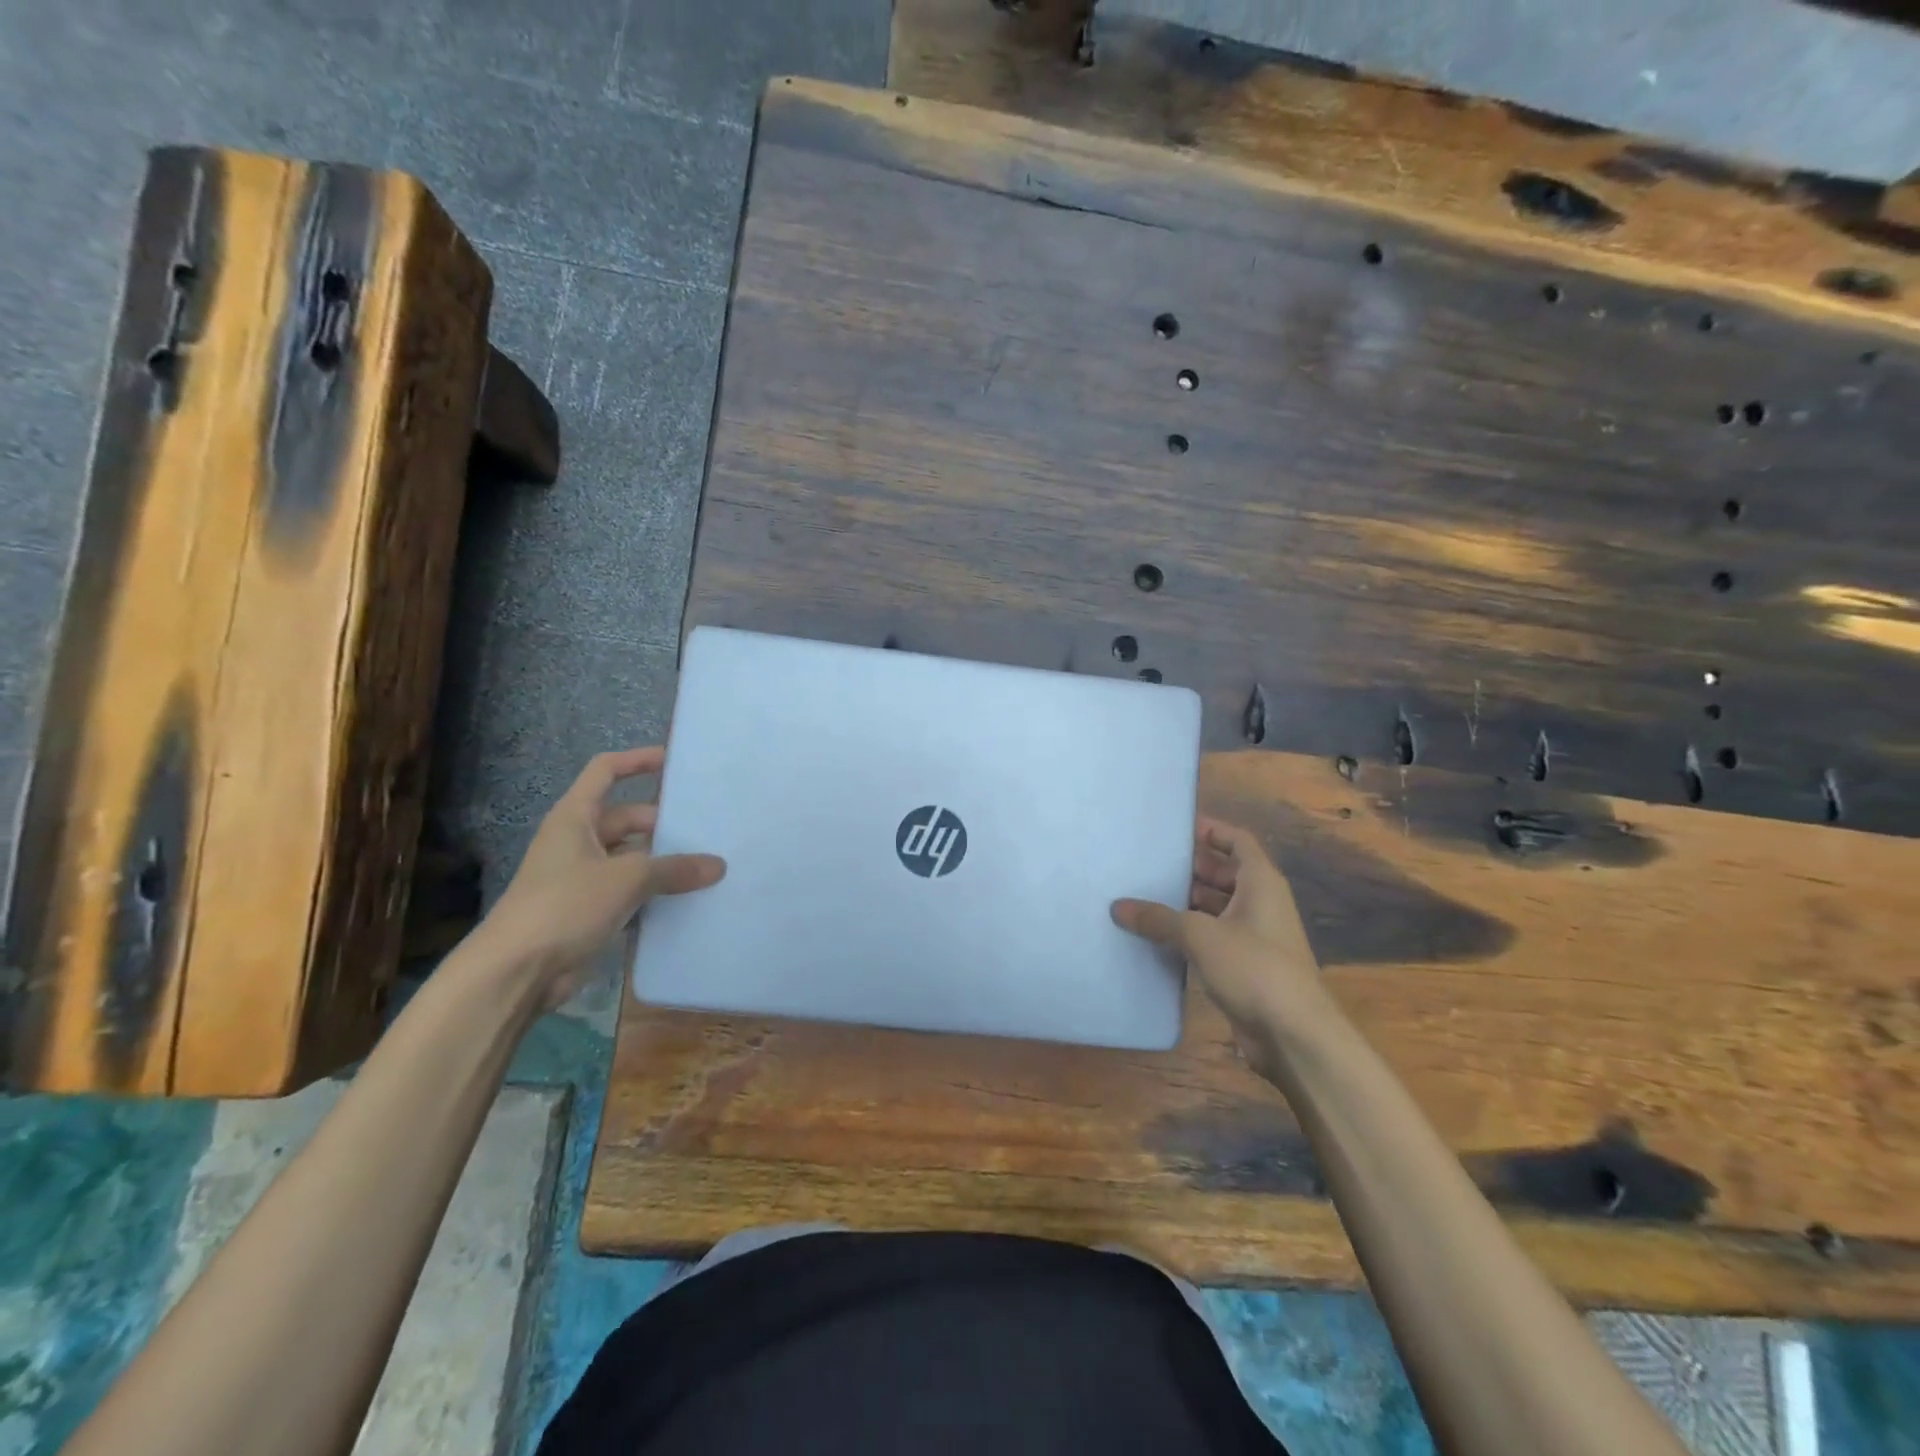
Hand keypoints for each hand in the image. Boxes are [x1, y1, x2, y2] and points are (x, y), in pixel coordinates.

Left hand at [477, 747, 725, 1009]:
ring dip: (663, 862)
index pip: (606, 771)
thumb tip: (718, 865)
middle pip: (628, 818)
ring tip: (708, 863)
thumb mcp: (627, 879)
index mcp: (575, 818)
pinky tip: (688, 899)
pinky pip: (630, 891)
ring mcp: (582, 877)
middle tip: (708, 828)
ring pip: (632, 858)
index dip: (638, 760)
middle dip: (665, 823)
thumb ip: (675, 868)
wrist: (516, 972)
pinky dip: (654, 893)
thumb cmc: (565, 906)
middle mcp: (578, 841)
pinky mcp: (589, 910)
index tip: (675, 762)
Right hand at [1112, 818, 1329, 1074]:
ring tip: (1142, 896)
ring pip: (1215, 907)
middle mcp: (1260, 903)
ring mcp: (1254, 936)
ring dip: (1185, 903)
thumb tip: (1118, 907)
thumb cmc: (1254, 968)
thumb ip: (1158, 918)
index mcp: (1260, 883)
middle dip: (1188, 868)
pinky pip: (1212, 937)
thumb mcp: (1200, 936)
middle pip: (1223, 873)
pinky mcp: (1245, 966)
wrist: (1294, 1035)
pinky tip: (1156, 936)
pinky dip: (1188, 933)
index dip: (1210, 830)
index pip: (1237, 841)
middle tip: (1147, 862)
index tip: (1175, 828)